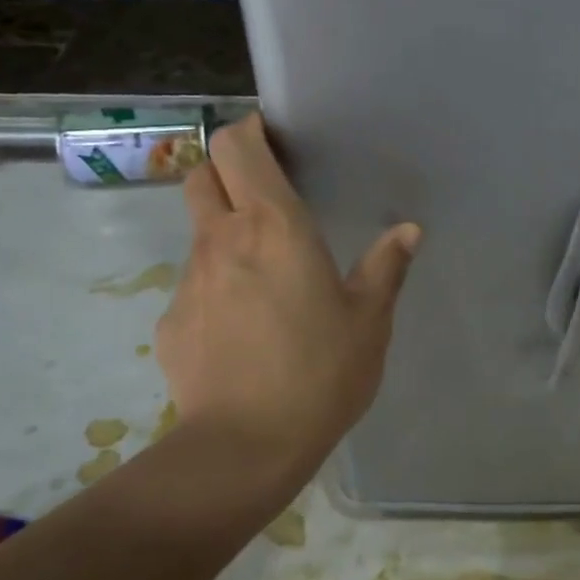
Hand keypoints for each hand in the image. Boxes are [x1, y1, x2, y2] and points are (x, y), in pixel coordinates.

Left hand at [155, 114, 420, 493]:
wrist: (244, 447)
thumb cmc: (320, 371)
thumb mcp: (370, 319)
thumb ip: (386, 267)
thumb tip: (408, 230)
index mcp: (273, 227)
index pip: (236, 146)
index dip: (247, 132)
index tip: (273, 140)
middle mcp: (222, 240)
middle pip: (201, 175)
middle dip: (227, 171)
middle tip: (266, 195)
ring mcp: (189, 281)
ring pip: (199, 232)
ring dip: (225, 233)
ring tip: (265, 274)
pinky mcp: (170, 321)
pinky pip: (196, 285)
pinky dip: (218, 287)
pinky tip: (245, 328)